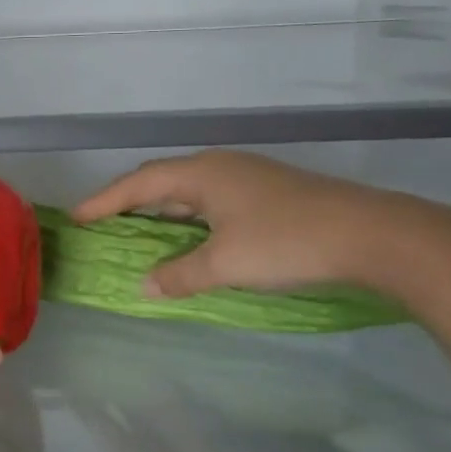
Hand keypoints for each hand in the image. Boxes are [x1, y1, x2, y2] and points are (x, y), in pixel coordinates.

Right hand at [71, 151, 418, 297]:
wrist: (374, 235)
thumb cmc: (287, 242)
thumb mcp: (226, 264)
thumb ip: (180, 274)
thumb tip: (144, 285)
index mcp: (201, 173)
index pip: (137, 183)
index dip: (103, 201)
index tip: (75, 217)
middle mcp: (219, 166)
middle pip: (160, 180)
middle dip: (128, 201)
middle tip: (102, 222)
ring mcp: (247, 176)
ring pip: (188, 190)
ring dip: (161, 211)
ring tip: (140, 231)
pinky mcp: (269, 192)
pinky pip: (211, 200)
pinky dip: (189, 217)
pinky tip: (193, 237)